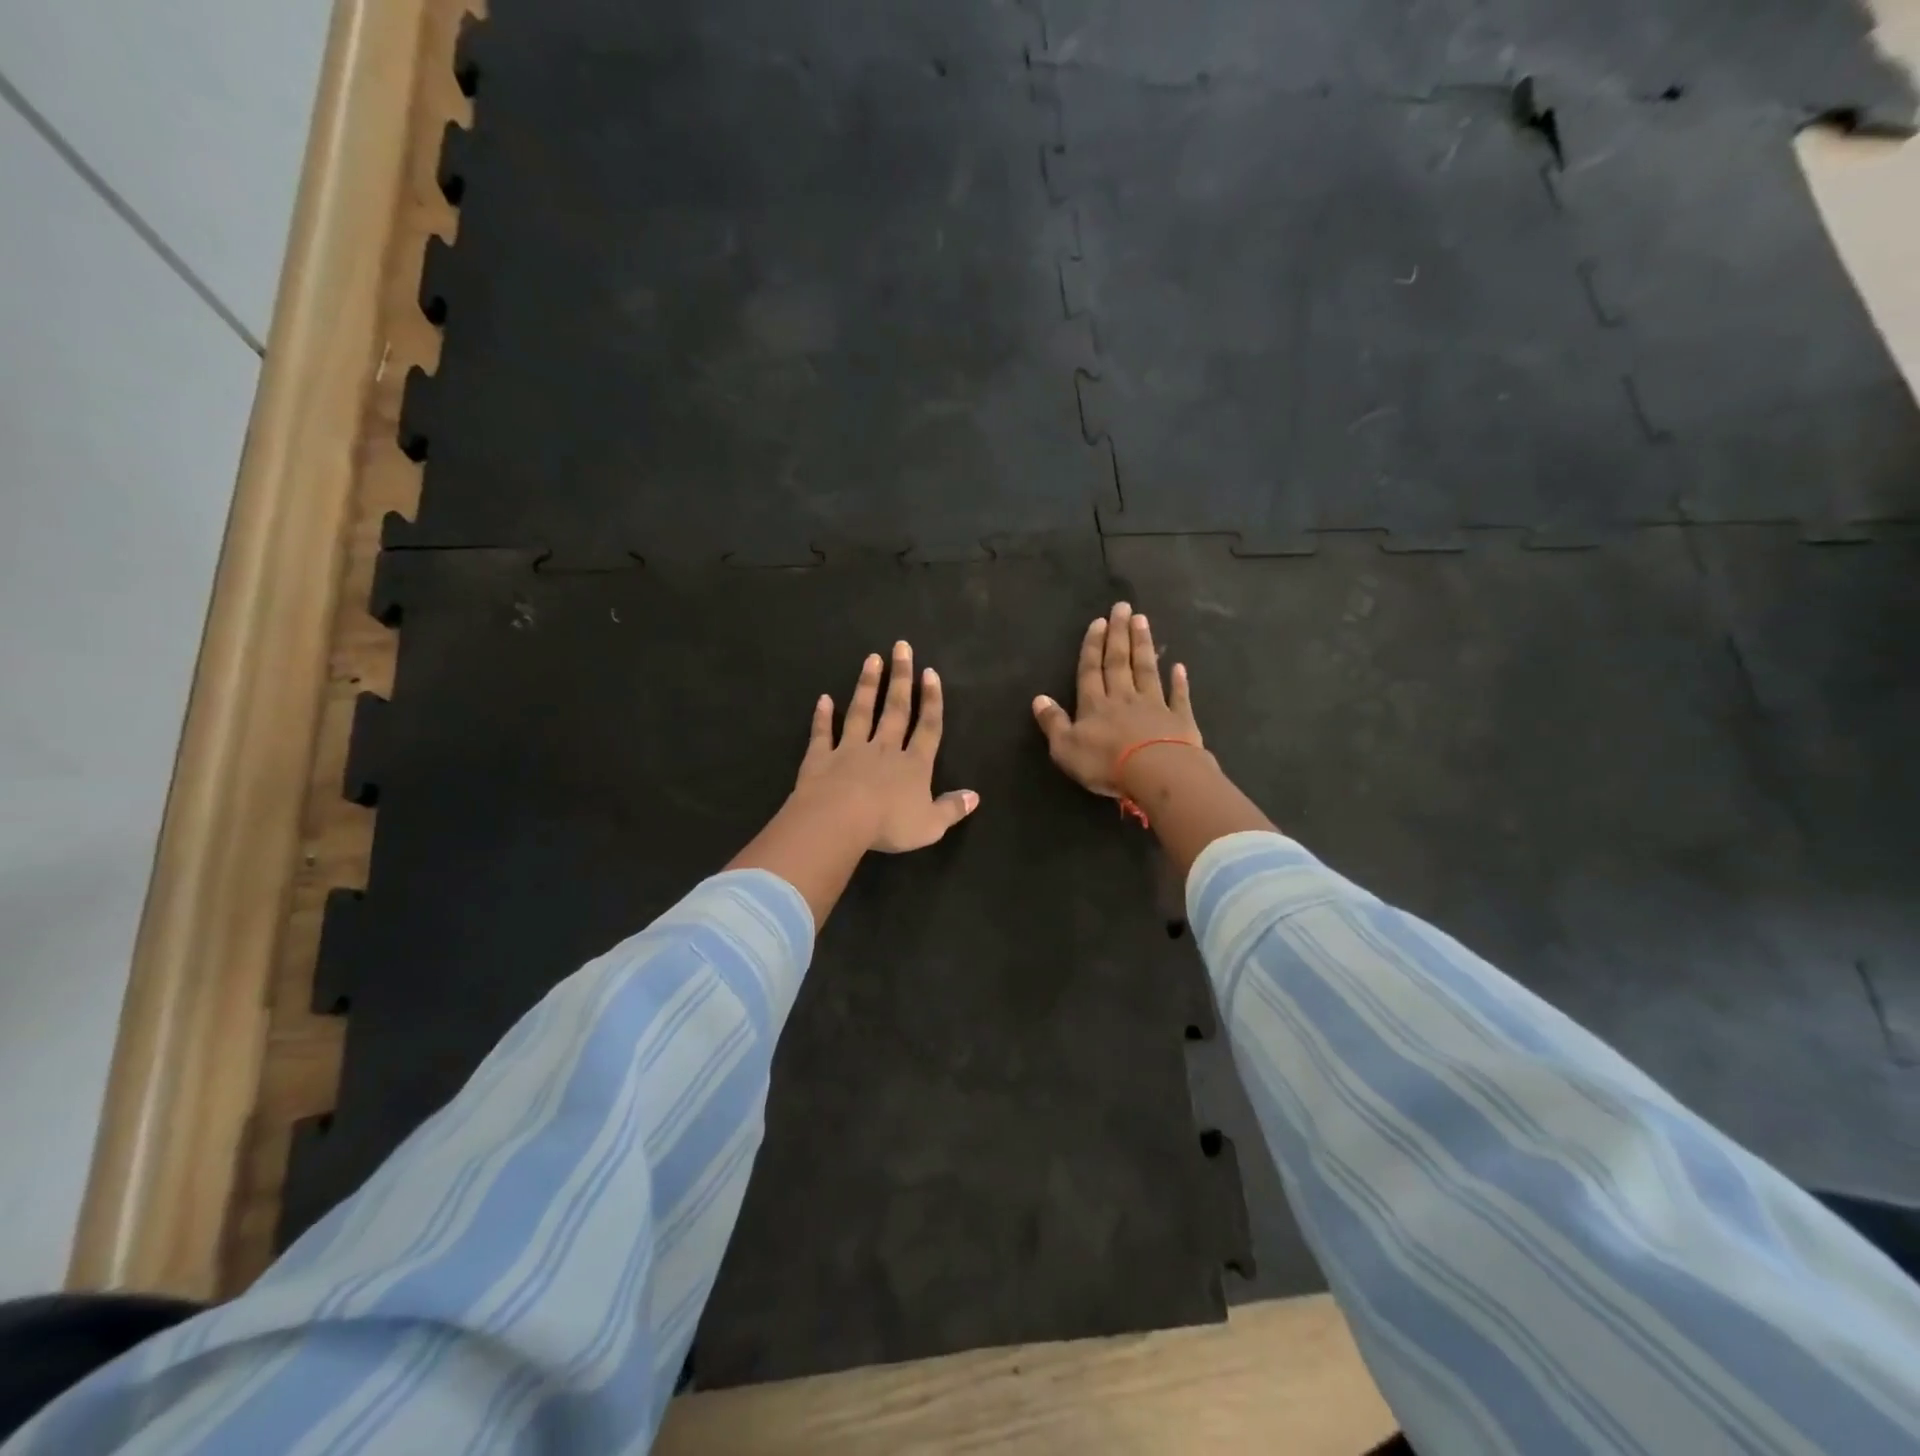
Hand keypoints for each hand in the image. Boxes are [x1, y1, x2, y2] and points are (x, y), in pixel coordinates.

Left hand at [793, 640, 979, 852]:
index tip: (930, 673)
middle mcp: (884, 749)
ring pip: (862, 712)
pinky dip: (823, 716)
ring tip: (872, 659)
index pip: (928, 727)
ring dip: (868, 685)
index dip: (932, 700)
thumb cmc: (889, 825)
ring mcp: (851, 750)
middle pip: (896, 709)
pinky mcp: (821, 757)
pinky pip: (823, 733)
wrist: (838, 821)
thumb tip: (975, 796)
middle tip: (902, 647)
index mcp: (914, 765)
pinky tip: (824, 699)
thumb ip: (952, 809)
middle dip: (901, 678)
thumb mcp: (930, 825)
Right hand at [1033, 602, 1202, 797]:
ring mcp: (1154, 706)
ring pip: (1147, 670)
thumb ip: (1053, 722)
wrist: (1157, 772)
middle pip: (1119, 661)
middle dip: (1119, 634)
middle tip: (1123, 607)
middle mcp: (1123, 698)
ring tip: (1143, 620)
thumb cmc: (1106, 763)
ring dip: (1143, 645)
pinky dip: (1179, 681)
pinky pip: (1178, 696)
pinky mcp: (1179, 720)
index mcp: (1094, 705)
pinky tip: (1179, 666)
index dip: (1093, 646)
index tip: (1099, 621)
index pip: (1091, 670)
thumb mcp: (1066, 747)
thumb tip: (1038, 698)